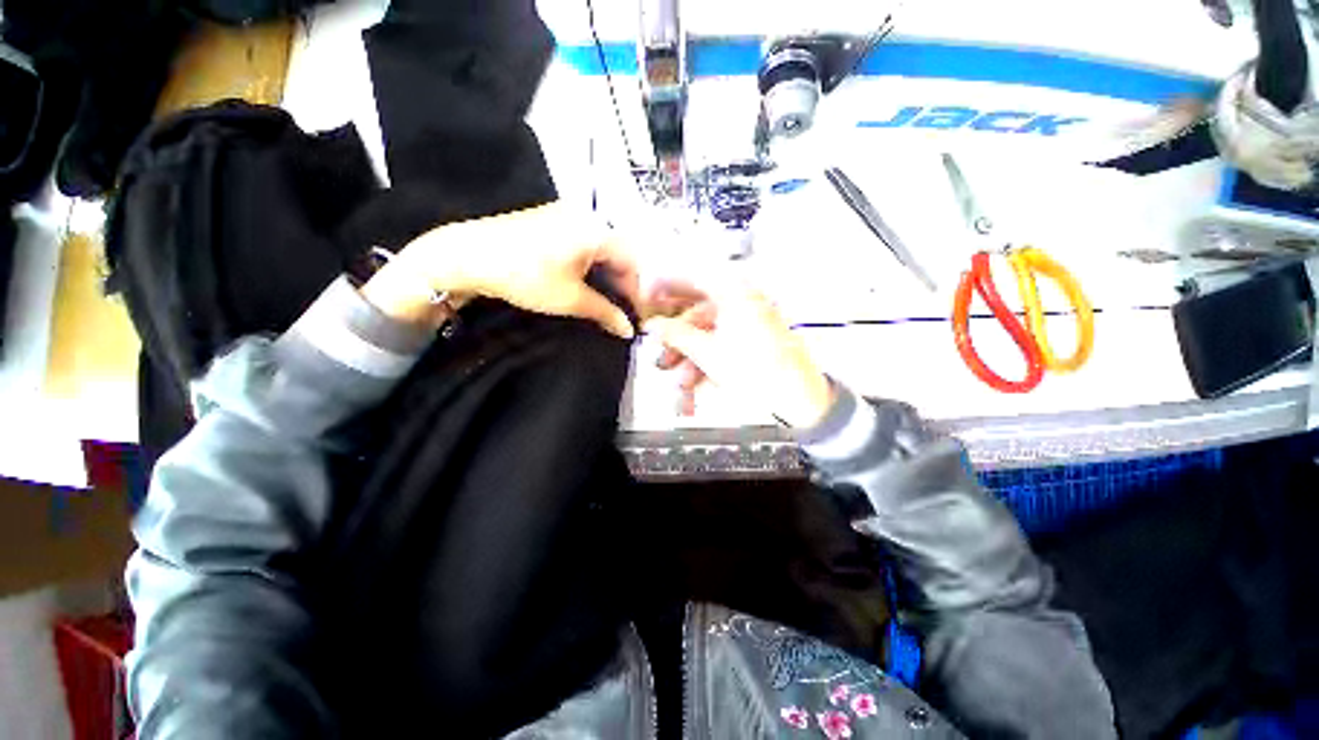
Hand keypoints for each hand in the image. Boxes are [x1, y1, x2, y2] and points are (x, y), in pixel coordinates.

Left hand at [360, 203, 639, 337]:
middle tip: (624, 311)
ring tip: (609, 302)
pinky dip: (594, 265)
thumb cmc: (525, 276)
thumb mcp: (570, 299)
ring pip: (604, 248)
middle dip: (625, 284)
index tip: (638, 316)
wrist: (469, 255)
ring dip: (610, 276)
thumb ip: (606, 313)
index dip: (639, 292)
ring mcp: (569, 215)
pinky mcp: (554, 219)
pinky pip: (587, 243)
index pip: (634, 262)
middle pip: (620, 253)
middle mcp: (589, 215)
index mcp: (598, 230)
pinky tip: (591, 283)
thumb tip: (628, 330)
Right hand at [643, 280, 834, 427]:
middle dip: (677, 339)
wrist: (799, 399)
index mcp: (734, 293)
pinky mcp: (754, 342)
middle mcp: (742, 302)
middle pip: (698, 312)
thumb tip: (652, 324)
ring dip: (691, 360)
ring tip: (680, 386)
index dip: (665, 286)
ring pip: (709, 334)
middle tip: (660, 356)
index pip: (692, 277)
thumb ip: (676, 334)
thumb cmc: (753, 370)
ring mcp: (749, 323)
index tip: (646, 298)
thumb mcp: (707, 352)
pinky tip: (696, 389)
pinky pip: (723, 347)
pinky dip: (708, 365)